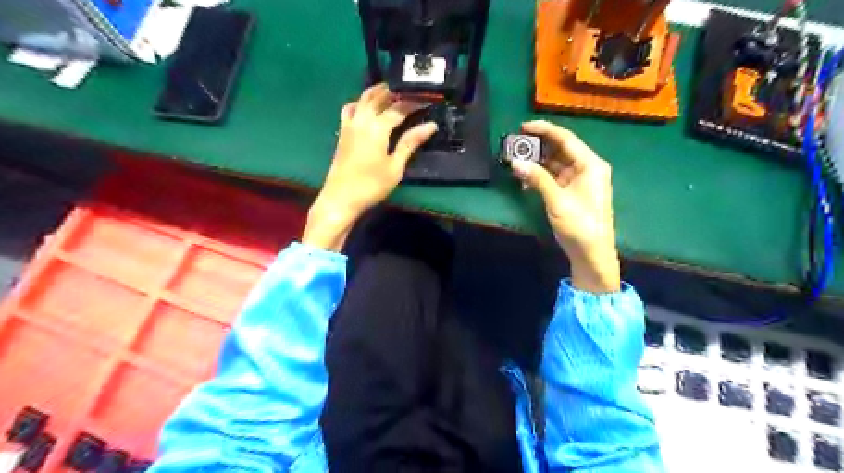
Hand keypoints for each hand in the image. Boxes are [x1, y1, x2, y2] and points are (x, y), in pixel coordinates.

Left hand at [303, 81, 439, 250]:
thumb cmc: (371, 185)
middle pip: (379, 96)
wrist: (341, 198)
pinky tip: (368, 107)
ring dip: (379, 92)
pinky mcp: (343, 131)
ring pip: (364, 98)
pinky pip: (351, 108)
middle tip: (413, 92)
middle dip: (397, 91)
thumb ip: (410, 142)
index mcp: (377, 128)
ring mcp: (350, 124)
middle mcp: (362, 120)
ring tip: (394, 92)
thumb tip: (431, 125)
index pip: (399, 108)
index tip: (428, 100)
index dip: (414, 102)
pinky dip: (361, 102)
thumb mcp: (395, 167)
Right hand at [507, 120, 617, 292]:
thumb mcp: (557, 201)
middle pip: (560, 149)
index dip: (544, 130)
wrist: (592, 254)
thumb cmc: (579, 225)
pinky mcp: (572, 192)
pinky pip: (554, 177)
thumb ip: (537, 178)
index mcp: (590, 164)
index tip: (523, 126)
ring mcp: (580, 180)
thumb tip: (515, 162)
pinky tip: (525, 180)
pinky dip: (541, 176)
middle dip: (538, 146)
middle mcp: (587, 168)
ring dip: (537, 163)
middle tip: (515, 145)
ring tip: (516, 161)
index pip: (566, 138)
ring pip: (555, 163)